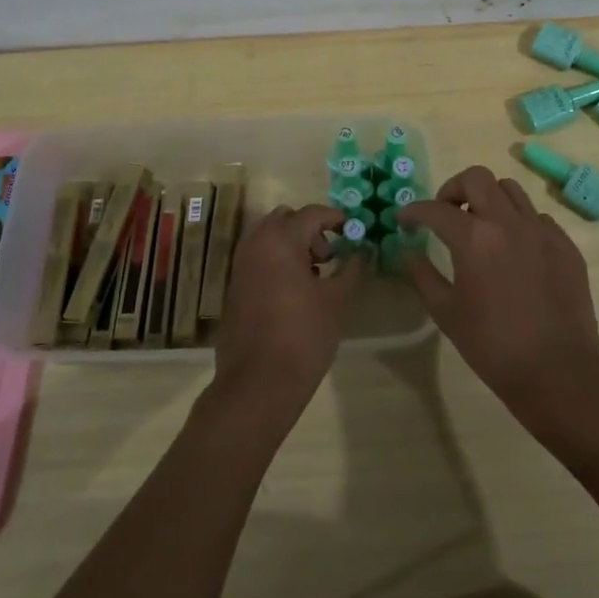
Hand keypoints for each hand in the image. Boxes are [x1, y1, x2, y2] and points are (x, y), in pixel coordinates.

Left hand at [212, 204, 358, 418]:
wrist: (258, 384)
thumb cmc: (304, 336)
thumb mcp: (337, 300)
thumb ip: (352, 268)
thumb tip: (363, 250)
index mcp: (280, 240)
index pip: (312, 213)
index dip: (336, 218)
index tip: (354, 231)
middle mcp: (256, 244)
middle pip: (285, 218)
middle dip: (310, 228)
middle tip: (330, 254)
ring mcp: (241, 265)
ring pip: (268, 236)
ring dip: (292, 243)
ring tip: (314, 274)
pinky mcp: (235, 286)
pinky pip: (258, 256)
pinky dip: (277, 259)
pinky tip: (295, 290)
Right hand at [398, 167, 598, 435]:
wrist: (558, 372)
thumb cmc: (493, 346)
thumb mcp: (447, 314)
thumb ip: (423, 275)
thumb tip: (410, 251)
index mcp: (474, 238)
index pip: (436, 209)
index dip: (414, 211)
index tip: (404, 219)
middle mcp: (508, 222)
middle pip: (477, 178)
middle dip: (453, 189)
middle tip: (445, 214)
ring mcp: (541, 230)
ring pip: (510, 190)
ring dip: (488, 199)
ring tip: (481, 226)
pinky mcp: (565, 244)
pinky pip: (536, 217)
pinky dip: (518, 222)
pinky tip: (514, 250)